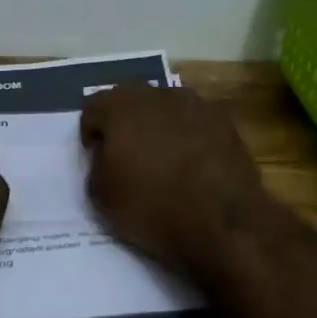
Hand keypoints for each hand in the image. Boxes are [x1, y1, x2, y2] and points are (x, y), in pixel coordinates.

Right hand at [80, 83, 271, 280]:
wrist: (224, 223)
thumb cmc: (154, 208)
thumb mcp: (102, 197)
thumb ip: (96, 166)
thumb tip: (106, 156)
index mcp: (121, 107)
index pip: (92, 107)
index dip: (90, 134)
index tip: (97, 158)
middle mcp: (158, 94)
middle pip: (130, 101)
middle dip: (124, 124)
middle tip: (126, 156)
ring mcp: (196, 104)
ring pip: (165, 108)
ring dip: (158, 127)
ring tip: (162, 160)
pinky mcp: (226, 121)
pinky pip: (194, 122)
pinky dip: (187, 136)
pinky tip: (191, 164)